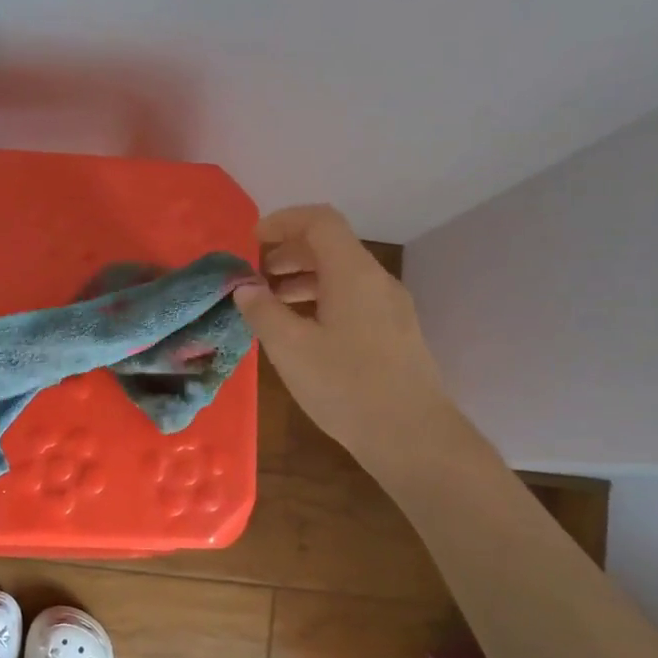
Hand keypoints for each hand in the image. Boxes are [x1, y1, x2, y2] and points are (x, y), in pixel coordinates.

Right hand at [232, 205, 450, 466]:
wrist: (412, 435)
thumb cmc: (347, 386)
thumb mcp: (291, 349)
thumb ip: (263, 311)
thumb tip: (245, 287)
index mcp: (353, 273)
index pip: (319, 221)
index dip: (282, 222)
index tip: (251, 242)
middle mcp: (376, 281)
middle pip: (331, 246)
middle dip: (288, 252)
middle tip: (254, 274)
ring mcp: (390, 307)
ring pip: (342, 275)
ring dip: (303, 278)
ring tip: (271, 303)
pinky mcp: (394, 333)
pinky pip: (353, 299)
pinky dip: (321, 300)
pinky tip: (302, 330)